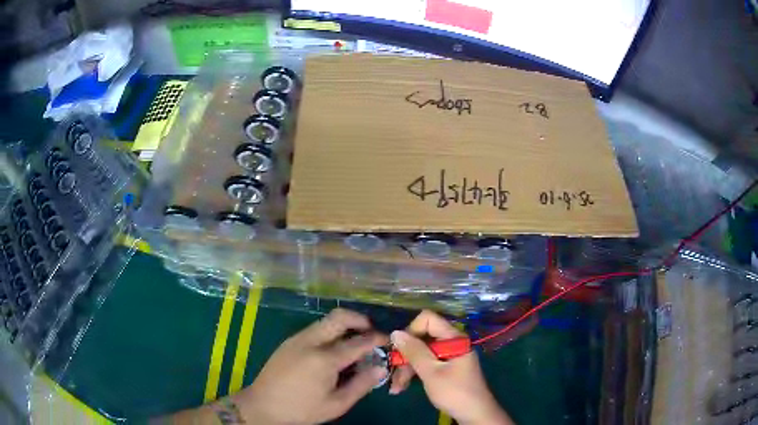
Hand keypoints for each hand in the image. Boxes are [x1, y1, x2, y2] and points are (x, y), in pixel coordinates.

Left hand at [235, 308, 388, 424]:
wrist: (263, 406)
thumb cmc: (302, 409)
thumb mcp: (336, 404)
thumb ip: (361, 384)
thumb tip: (381, 367)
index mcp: (324, 359)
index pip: (358, 342)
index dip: (377, 339)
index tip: (389, 340)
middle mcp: (310, 341)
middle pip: (339, 317)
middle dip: (360, 319)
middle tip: (372, 331)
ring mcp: (297, 339)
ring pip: (326, 321)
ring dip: (344, 325)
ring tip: (354, 342)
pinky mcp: (289, 341)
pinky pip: (315, 329)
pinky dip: (330, 332)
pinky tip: (333, 350)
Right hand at [389, 310, 512, 424]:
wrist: (474, 414)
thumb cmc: (454, 392)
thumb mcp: (431, 372)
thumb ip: (414, 351)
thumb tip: (395, 332)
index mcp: (454, 338)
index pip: (428, 319)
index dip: (411, 331)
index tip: (400, 350)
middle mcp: (451, 342)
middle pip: (422, 338)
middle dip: (405, 356)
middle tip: (392, 374)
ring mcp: (449, 356)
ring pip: (421, 353)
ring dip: (406, 369)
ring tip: (396, 388)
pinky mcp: (446, 367)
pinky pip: (426, 363)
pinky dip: (414, 373)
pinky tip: (402, 387)